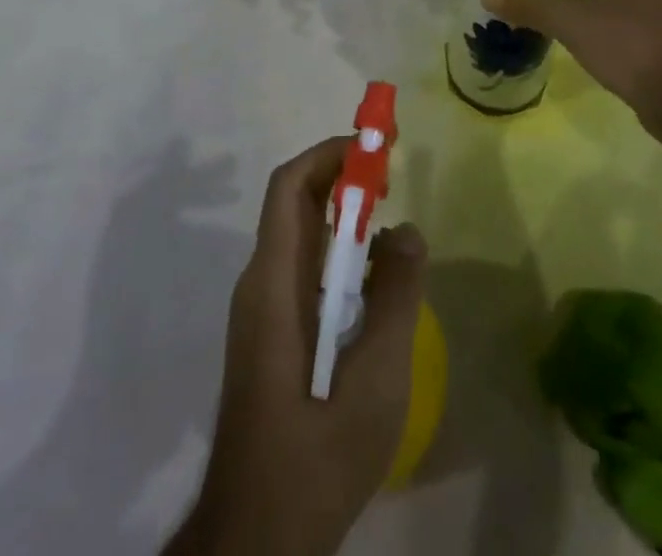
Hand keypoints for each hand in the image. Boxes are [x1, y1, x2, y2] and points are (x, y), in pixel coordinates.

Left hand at [167, 138, 427, 555]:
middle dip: (343, 176)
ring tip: (391, 225)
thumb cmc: (314, 457)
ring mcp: (262, 311)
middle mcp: (260, 283)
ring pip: (302, 237)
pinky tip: (374, 283)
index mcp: (273, 283)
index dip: (331, 153)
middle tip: (392, 174)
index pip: (290, 186)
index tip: (378, 144)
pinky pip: (305, 269)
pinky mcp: (271, 335)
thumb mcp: (375, 380)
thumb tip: (406, 230)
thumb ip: (396, 299)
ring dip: (344, 215)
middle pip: (296, 203)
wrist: (255, 539)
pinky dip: (339, 253)